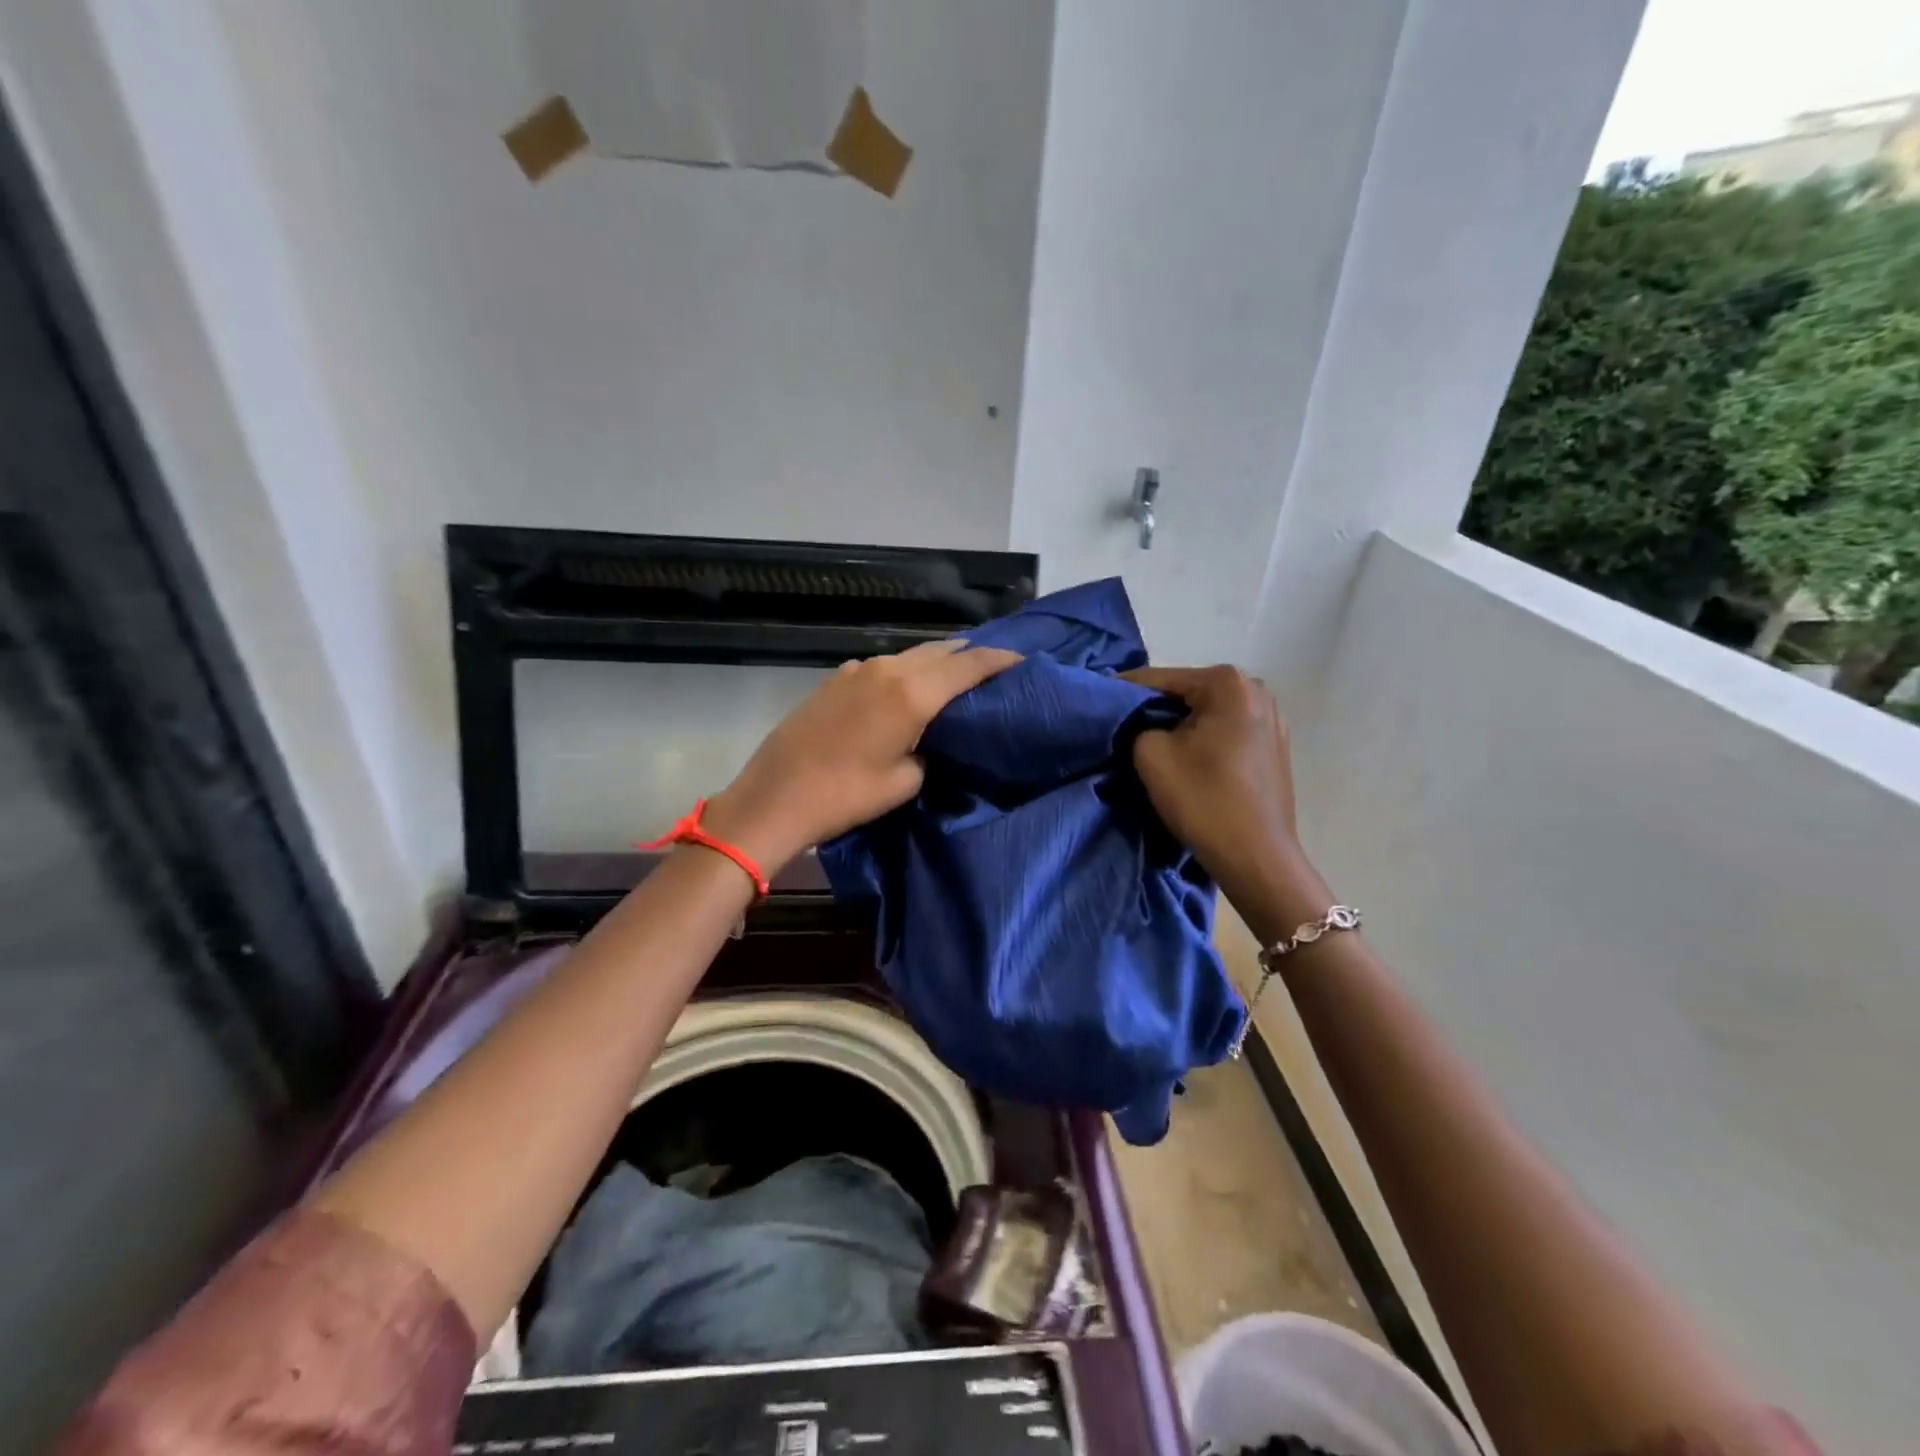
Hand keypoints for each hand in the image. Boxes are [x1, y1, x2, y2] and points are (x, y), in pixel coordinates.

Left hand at [704, 639, 1020, 871]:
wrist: (773, 798)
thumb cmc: (845, 796)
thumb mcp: (904, 783)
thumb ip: (928, 751)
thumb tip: (929, 740)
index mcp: (911, 693)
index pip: (968, 665)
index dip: (999, 659)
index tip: (1023, 659)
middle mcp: (886, 670)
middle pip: (939, 651)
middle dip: (969, 656)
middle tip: (993, 670)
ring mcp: (856, 671)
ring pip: (910, 656)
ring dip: (936, 663)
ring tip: (956, 679)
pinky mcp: (835, 680)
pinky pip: (884, 668)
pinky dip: (906, 673)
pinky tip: (909, 692)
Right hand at [1124, 666, 1314, 922]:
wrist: (1256, 858)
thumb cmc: (1203, 799)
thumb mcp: (1150, 754)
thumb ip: (1137, 725)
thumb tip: (1142, 724)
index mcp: (1228, 683)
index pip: (1160, 679)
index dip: (1122, 691)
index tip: (1095, 699)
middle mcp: (1256, 691)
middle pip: (1187, 693)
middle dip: (1154, 708)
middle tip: (1121, 726)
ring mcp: (1272, 720)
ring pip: (1208, 714)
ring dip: (1179, 725)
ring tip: (1149, 743)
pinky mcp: (1275, 748)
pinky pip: (1226, 732)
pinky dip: (1203, 740)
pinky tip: (1186, 759)